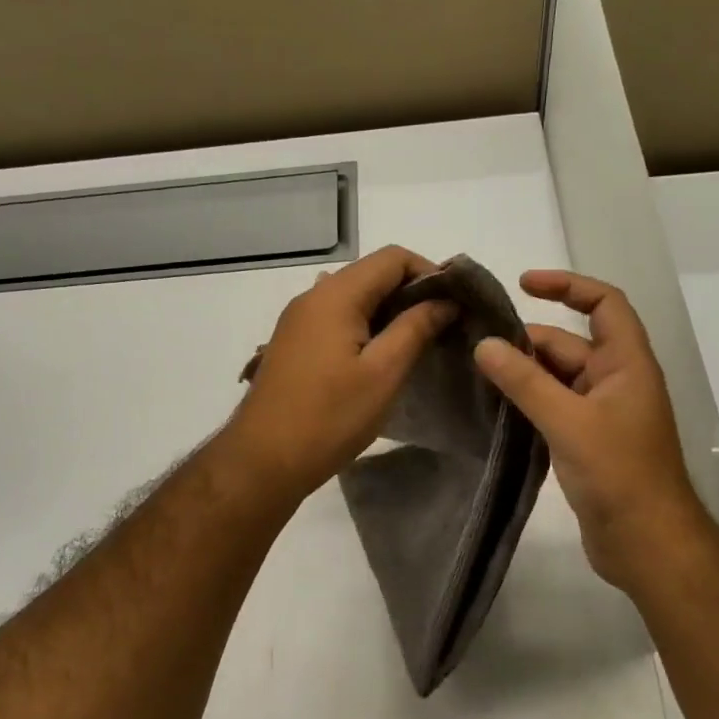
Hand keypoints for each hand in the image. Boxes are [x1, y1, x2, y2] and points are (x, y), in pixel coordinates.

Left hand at [226, 246, 454, 503]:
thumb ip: (416, 328)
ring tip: (417, 345)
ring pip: (354, 299)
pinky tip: (380, 360)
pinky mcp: (293, 345)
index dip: (430, 273)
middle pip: (371, 275)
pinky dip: (365, 329)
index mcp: (335, 295)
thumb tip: (445, 300)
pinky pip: (336, 321)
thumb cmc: (329, 417)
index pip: (392, 258)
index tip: (455, 306)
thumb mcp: (383, 373)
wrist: (262, 460)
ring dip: (389, 314)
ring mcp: (297, 322)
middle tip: (442, 329)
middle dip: (412, 294)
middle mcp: (312, 297)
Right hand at [474, 270, 710, 590]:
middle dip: (526, 341)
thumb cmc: (618, 473)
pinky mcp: (585, 442)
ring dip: (522, 374)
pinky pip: (552, 408)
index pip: (603, 304)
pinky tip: (492, 409)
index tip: (522, 284)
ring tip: (474, 375)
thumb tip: (484, 345)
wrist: (646, 542)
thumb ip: (525, 381)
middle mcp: (615, 382)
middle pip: (569, 344)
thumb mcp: (568, 421)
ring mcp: (600, 414)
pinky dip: (526, 403)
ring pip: (556, 379)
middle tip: (474, 346)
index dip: (566, 286)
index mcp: (626, 364)